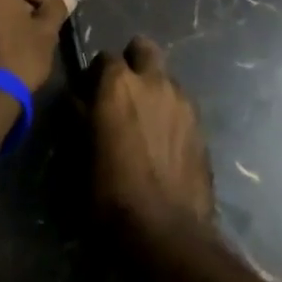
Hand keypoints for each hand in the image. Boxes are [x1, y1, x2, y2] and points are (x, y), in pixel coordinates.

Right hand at [89, 37, 214, 235]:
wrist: (167, 232)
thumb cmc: (111, 195)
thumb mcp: (82, 154)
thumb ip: (82, 117)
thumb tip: (79, 99)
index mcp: (118, 85)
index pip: (104, 57)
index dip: (96, 75)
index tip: (91, 93)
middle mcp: (153, 81)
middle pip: (143, 49)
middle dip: (132, 62)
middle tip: (122, 92)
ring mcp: (183, 100)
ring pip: (165, 76)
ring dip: (153, 87)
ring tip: (145, 119)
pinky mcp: (201, 124)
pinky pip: (181, 103)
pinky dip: (170, 111)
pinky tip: (164, 139)